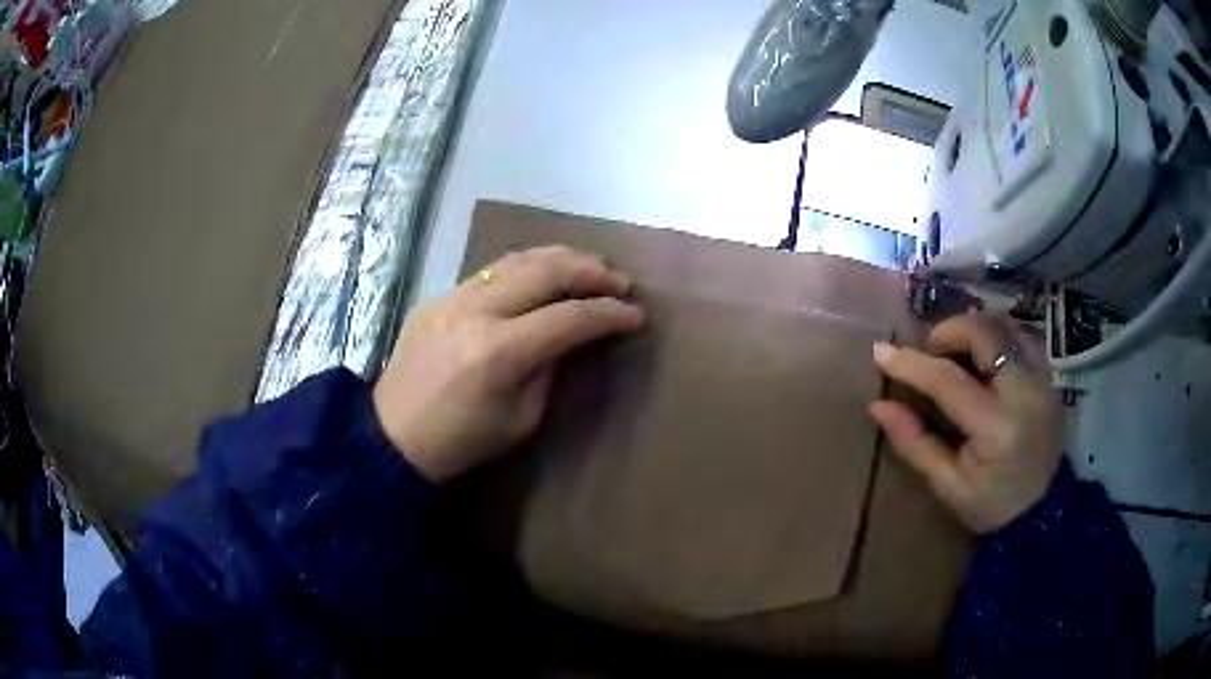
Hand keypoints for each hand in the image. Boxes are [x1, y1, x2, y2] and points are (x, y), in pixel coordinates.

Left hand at [373, 246, 644, 482]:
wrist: (392, 437)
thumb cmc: (461, 442)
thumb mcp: (521, 419)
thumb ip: (550, 369)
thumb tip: (570, 336)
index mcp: (499, 352)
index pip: (569, 318)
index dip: (609, 314)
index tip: (636, 315)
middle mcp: (476, 311)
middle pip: (546, 271)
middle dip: (591, 271)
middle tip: (619, 281)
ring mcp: (452, 297)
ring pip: (517, 259)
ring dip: (560, 258)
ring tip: (589, 266)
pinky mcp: (438, 296)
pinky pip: (490, 270)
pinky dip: (525, 267)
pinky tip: (542, 274)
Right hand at [868, 313, 1064, 533]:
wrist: (1043, 510)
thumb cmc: (991, 504)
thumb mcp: (948, 485)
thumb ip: (915, 444)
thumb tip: (878, 406)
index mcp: (996, 427)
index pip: (948, 380)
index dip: (912, 364)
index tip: (880, 352)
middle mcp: (1024, 391)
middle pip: (984, 333)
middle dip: (950, 331)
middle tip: (933, 352)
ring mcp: (1042, 378)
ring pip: (1004, 325)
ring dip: (974, 330)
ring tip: (959, 354)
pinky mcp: (1050, 375)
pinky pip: (1021, 335)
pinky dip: (997, 336)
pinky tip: (985, 357)